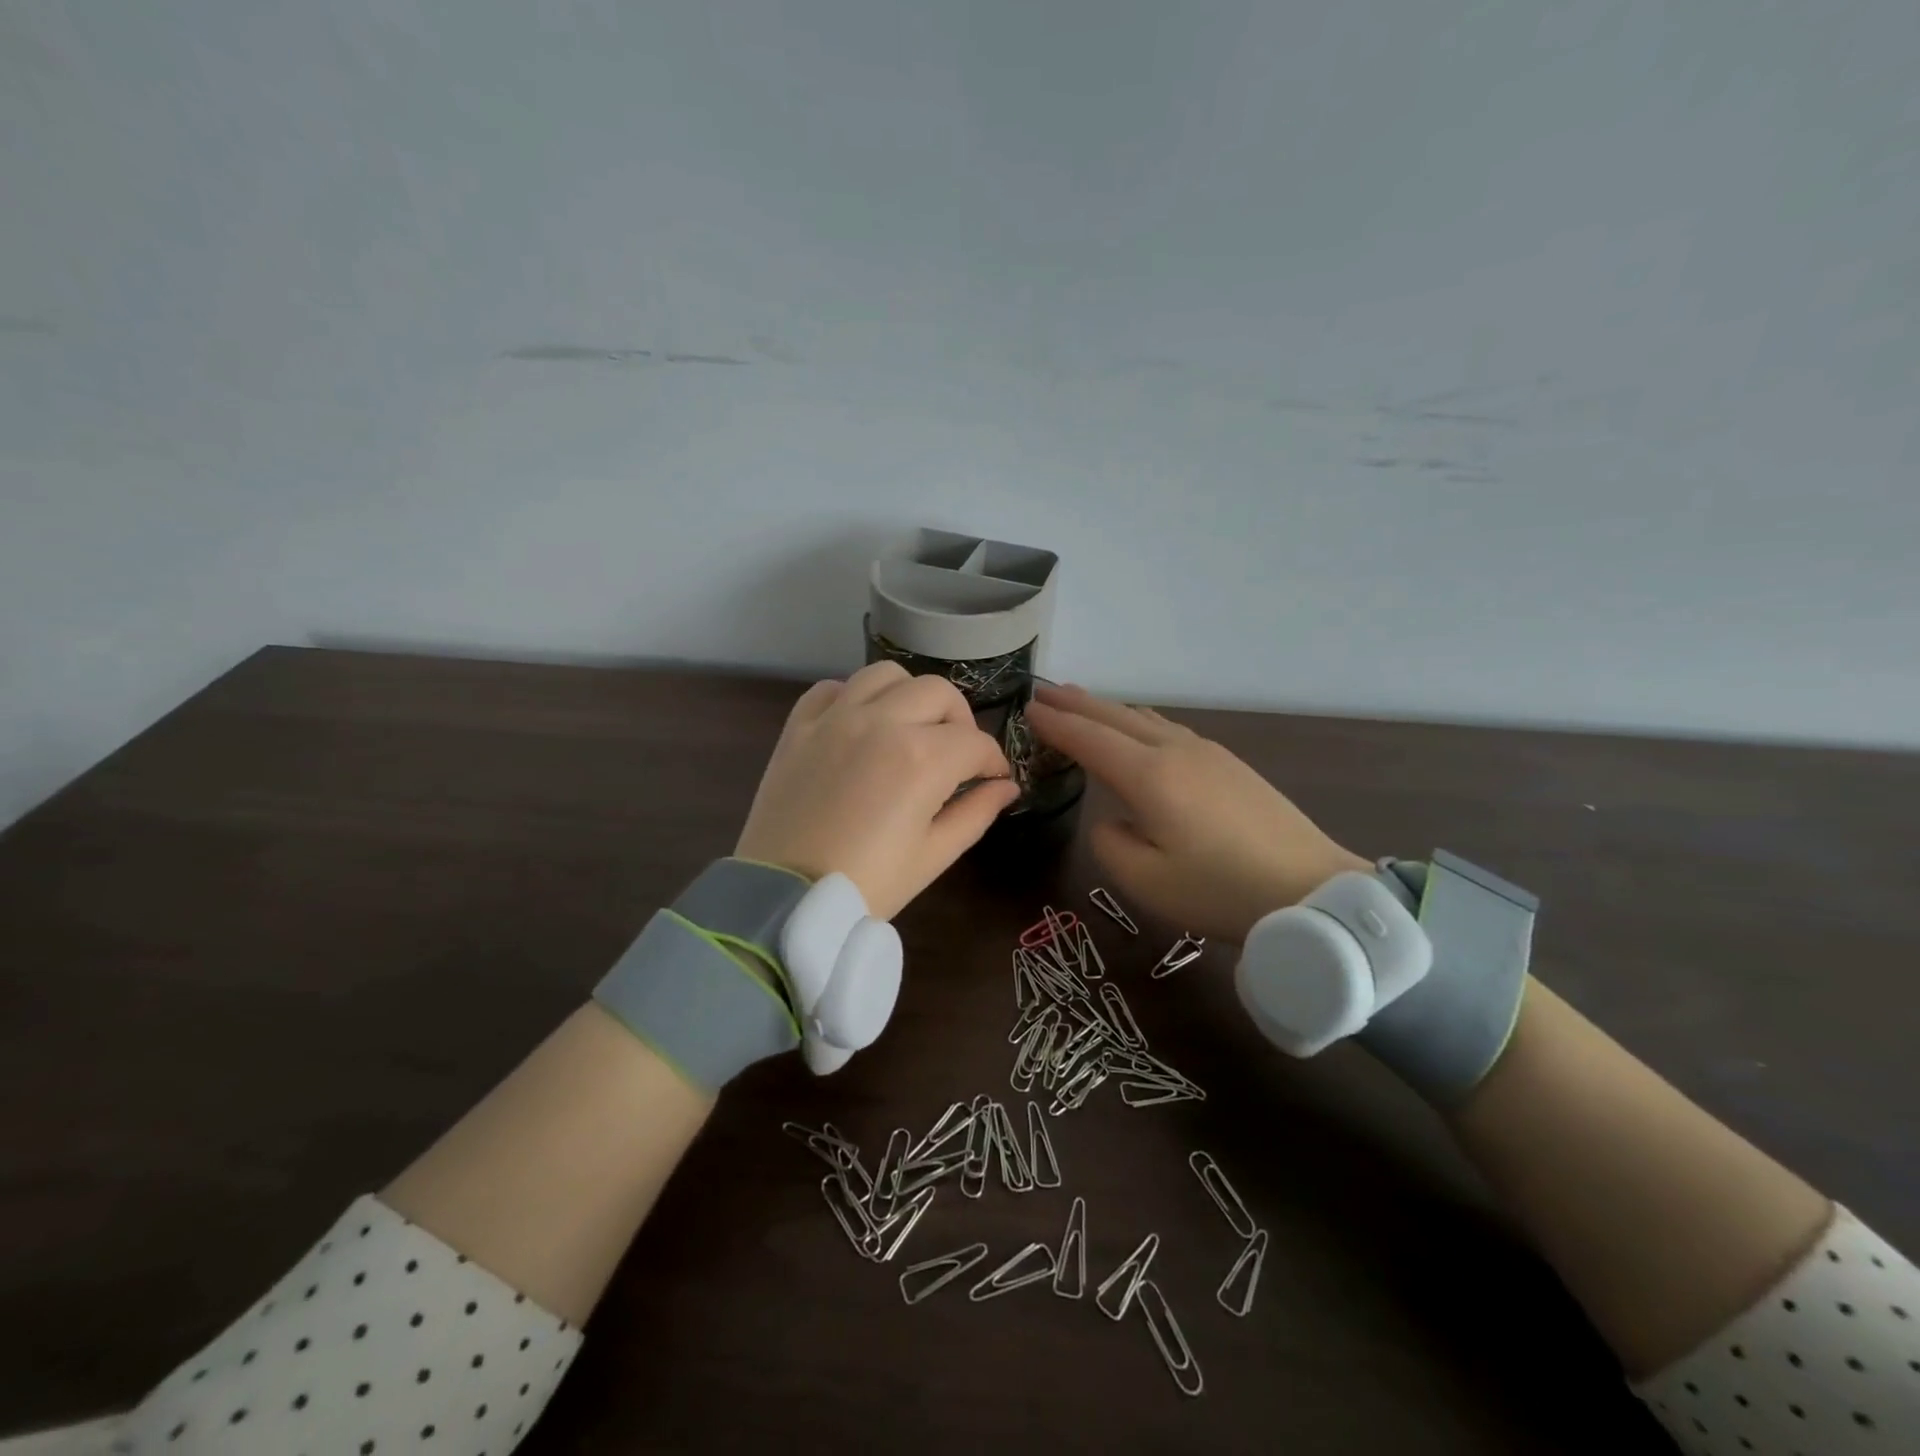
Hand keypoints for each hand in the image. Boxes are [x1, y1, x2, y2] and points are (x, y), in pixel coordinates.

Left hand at [735, 662, 1019, 920]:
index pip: (976, 742)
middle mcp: (882, 722)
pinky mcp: (799, 726)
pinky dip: (854, 697)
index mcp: (923, 758)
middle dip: (960, 721)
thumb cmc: (869, 884)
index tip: (994, 779)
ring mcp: (836, 718)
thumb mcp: (934, 855)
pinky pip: (832, 688)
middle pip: (939, 693)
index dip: (994, 762)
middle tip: (958, 754)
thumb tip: (1006, 787)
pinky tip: (860, 724)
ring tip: (910, 727)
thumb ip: (977, 812)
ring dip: (910, 695)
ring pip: (887, 675)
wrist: (785, 900)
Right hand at [1024, 683, 1368, 941]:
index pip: (1089, 739)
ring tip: (1082, 703)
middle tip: (1044, 693)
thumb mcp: (1145, 881)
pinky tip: (1137, 728)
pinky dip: (1137, 720)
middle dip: (1076, 703)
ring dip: (1107, 708)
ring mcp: (1206, 752)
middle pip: (1115, 716)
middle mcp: (1174, 751)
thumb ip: (1110, 842)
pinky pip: (1168, 728)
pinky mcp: (1229, 763)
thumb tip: (1111, 818)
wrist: (1311, 890)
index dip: (1055, 724)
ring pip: (1144, 717)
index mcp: (1149, 776)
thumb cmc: (1219, 890)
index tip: (1027, 709)